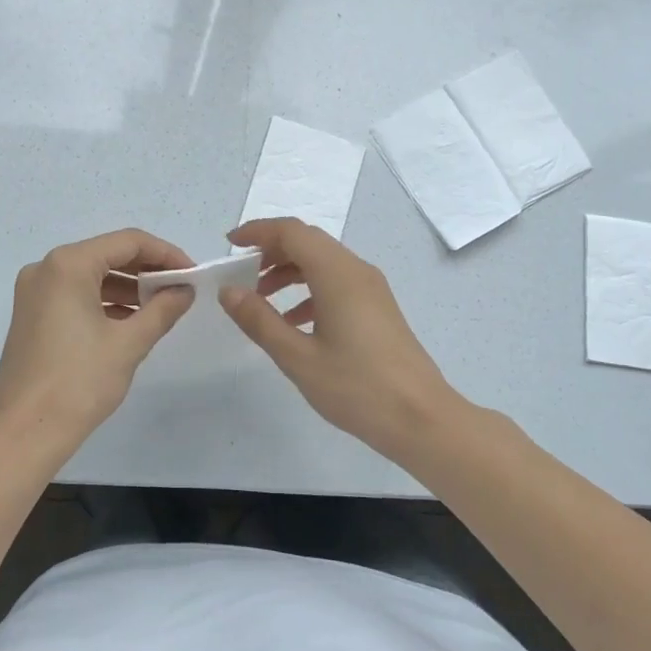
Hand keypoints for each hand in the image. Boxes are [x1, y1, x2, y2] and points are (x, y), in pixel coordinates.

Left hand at [0, 229, 195, 454]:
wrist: (25, 433)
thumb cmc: (79, 381)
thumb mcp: (129, 343)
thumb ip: (162, 309)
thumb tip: (185, 290)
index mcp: (68, 265)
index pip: (128, 242)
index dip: (166, 253)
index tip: (193, 274)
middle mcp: (46, 268)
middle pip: (108, 254)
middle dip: (147, 270)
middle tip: (180, 289)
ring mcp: (34, 292)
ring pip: (91, 276)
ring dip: (128, 287)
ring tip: (162, 308)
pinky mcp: (31, 315)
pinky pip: (75, 295)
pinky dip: (104, 302)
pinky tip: (131, 322)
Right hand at [220, 218, 461, 458]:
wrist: (421, 418)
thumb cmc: (357, 387)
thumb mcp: (298, 357)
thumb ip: (260, 320)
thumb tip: (229, 291)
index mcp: (337, 273)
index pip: (291, 232)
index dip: (257, 232)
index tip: (229, 246)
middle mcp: (356, 270)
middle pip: (307, 241)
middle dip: (270, 250)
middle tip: (240, 274)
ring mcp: (371, 288)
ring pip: (322, 262)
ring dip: (289, 271)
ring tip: (260, 299)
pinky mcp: (377, 308)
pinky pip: (336, 282)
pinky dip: (308, 290)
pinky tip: (293, 321)